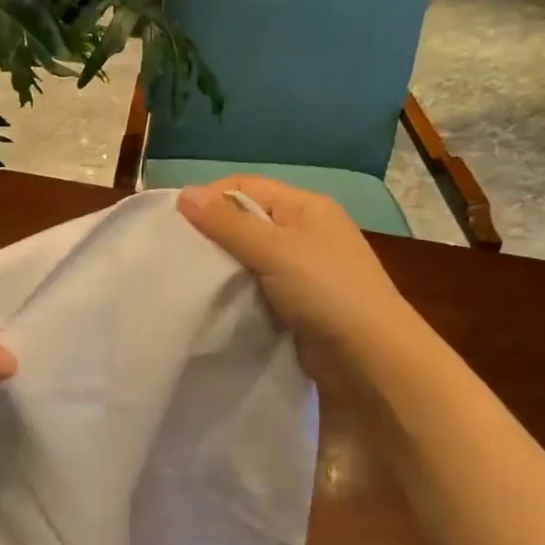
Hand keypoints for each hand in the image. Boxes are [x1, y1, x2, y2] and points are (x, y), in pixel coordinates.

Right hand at [178, 176, 411, 386]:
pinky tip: (214, 298)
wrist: (370, 358)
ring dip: (222, 263)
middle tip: (177, 251)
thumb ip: (227, 223)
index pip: (245, 186)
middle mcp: (305, 230)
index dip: (209, 198)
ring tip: (188, 276)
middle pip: (245, 218)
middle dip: (212, 231)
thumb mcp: (274, 249)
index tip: (174, 222)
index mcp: (306, 206)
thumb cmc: (326, 291)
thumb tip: (184, 193)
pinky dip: (236, 288)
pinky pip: (256, 283)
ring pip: (249, 254)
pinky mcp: (297, 300)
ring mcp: (303, 267)